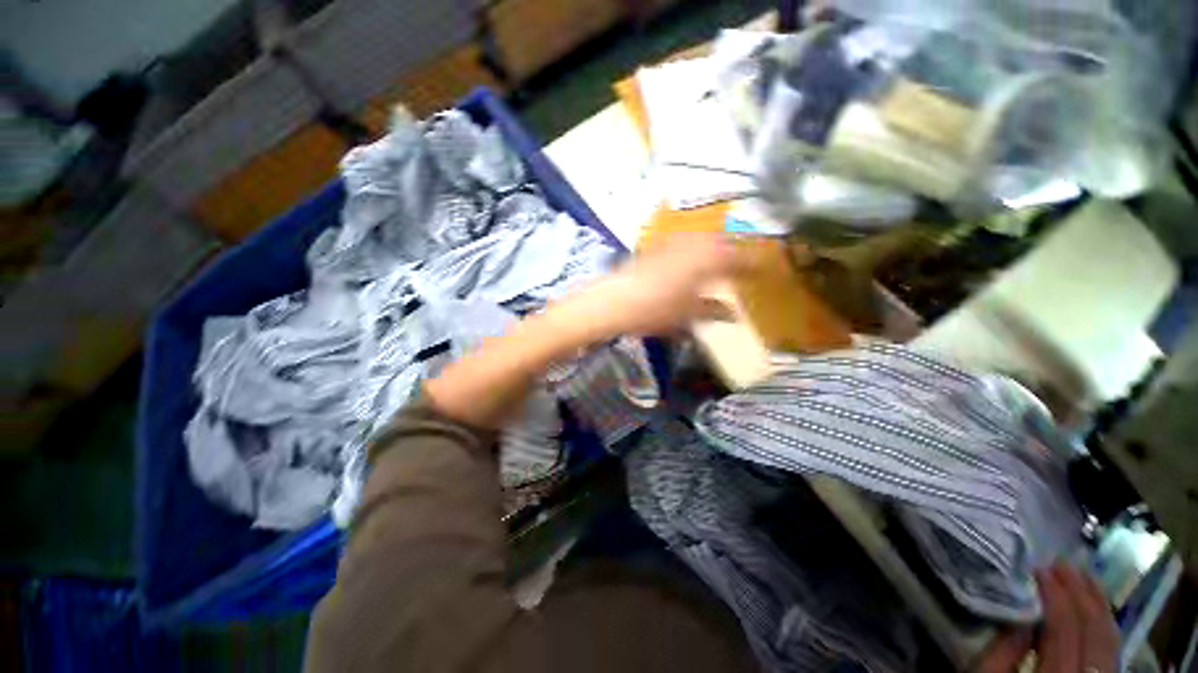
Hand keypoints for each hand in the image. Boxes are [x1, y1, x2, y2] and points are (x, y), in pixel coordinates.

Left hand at [567, 234, 745, 337]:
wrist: (615, 299)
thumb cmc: (656, 309)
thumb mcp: (688, 315)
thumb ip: (713, 311)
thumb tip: (732, 314)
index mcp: (710, 258)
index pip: (741, 257)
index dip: (754, 264)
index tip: (764, 270)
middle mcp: (695, 242)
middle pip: (723, 240)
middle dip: (736, 250)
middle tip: (743, 265)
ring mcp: (674, 241)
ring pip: (704, 237)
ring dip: (715, 246)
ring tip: (719, 262)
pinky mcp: (657, 245)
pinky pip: (685, 240)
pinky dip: (695, 247)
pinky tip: (690, 260)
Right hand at [975, 564, 1119, 672]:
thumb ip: (1002, 652)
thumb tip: (1021, 612)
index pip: (1066, 629)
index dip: (1056, 595)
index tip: (1040, 569)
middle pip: (1097, 633)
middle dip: (1082, 594)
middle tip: (1062, 564)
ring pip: (1112, 641)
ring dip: (1098, 605)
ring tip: (1082, 577)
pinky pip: (1111, 651)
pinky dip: (1103, 624)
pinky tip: (1093, 608)